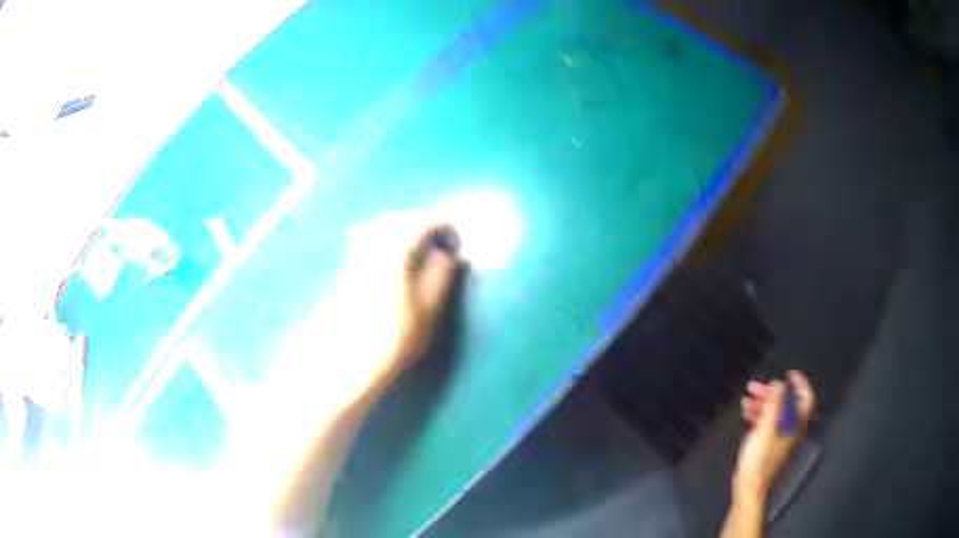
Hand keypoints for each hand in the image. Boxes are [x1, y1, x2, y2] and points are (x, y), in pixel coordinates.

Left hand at [339, 211, 459, 385]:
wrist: (348, 360)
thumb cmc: (394, 338)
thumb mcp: (427, 311)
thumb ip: (440, 277)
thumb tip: (449, 255)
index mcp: (395, 254)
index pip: (419, 224)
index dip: (440, 224)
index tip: (453, 233)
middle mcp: (371, 249)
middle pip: (394, 219)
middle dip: (417, 220)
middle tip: (436, 233)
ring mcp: (355, 259)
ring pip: (376, 226)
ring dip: (396, 225)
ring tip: (413, 240)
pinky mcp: (345, 272)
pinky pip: (363, 240)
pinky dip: (379, 237)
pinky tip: (387, 254)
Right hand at [733, 370, 814, 502]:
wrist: (750, 486)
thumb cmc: (759, 458)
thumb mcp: (766, 429)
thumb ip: (775, 405)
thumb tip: (780, 384)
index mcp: (794, 424)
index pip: (805, 398)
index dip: (800, 384)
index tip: (789, 374)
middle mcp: (790, 428)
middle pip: (786, 403)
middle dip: (772, 392)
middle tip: (755, 386)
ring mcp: (779, 437)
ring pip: (775, 412)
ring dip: (762, 402)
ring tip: (747, 398)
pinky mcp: (768, 444)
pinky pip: (767, 423)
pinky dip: (758, 414)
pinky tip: (746, 412)